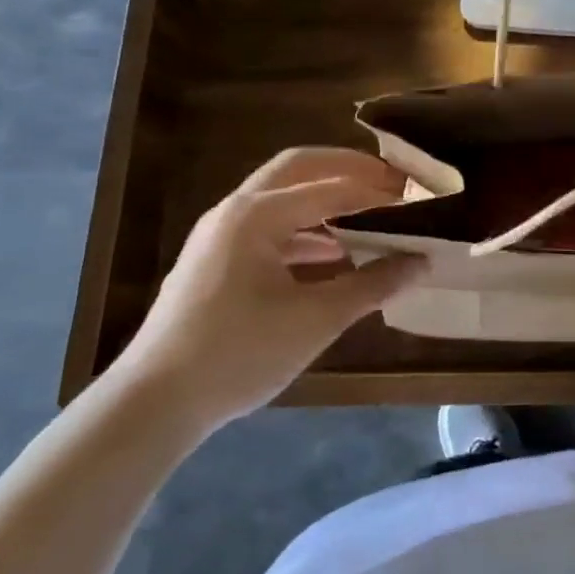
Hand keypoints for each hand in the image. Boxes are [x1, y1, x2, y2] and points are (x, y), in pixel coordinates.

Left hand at [108, 147, 426, 436]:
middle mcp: (237, 210)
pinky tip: (336, 254)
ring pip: (285, 196)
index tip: (418, 196)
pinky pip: (272, 226)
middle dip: (349, 170)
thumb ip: (373, 284)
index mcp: (258, 214)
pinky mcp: (217, 260)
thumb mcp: (316, 319)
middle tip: (393, 183)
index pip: (333, 186)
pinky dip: (308, 229)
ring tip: (373, 215)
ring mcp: (222, 234)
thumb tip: (421, 263)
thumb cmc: (239, 353)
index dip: (379, 190)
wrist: (153, 404)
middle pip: (302, 168)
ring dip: (328, 199)